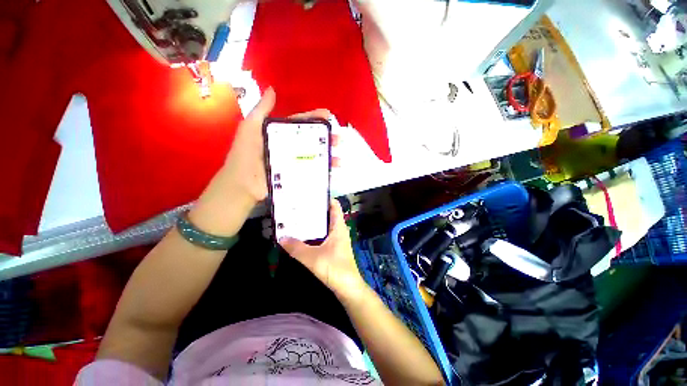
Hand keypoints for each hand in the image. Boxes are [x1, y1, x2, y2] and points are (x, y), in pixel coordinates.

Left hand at [190, 88, 332, 236]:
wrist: (242, 184)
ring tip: (339, 160)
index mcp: (281, 134)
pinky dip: (324, 173)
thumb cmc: (245, 155)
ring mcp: (294, 163)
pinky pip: (313, 173)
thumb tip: (271, 89)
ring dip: (329, 157)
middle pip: (312, 141)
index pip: (301, 124)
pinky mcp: (296, 177)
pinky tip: (333, 173)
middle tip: (339, 140)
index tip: (329, 116)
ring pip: (315, 157)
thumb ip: (261, 111)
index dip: (315, 118)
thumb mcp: (250, 128)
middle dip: (327, 139)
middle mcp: (290, 147)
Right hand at [280, 200, 367, 303]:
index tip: (311, 194)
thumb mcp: (312, 257)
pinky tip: (304, 235)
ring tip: (299, 217)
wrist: (348, 288)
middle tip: (300, 205)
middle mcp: (339, 230)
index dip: (325, 198)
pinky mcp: (335, 249)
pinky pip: (324, 236)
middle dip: (315, 210)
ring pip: (325, 226)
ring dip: (315, 222)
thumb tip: (281, 237)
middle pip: (328, 214)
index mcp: (338, 227)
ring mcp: (338, 240)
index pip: (335, 206)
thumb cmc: (334, 268)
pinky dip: (315, 233)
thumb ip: (296, 247)